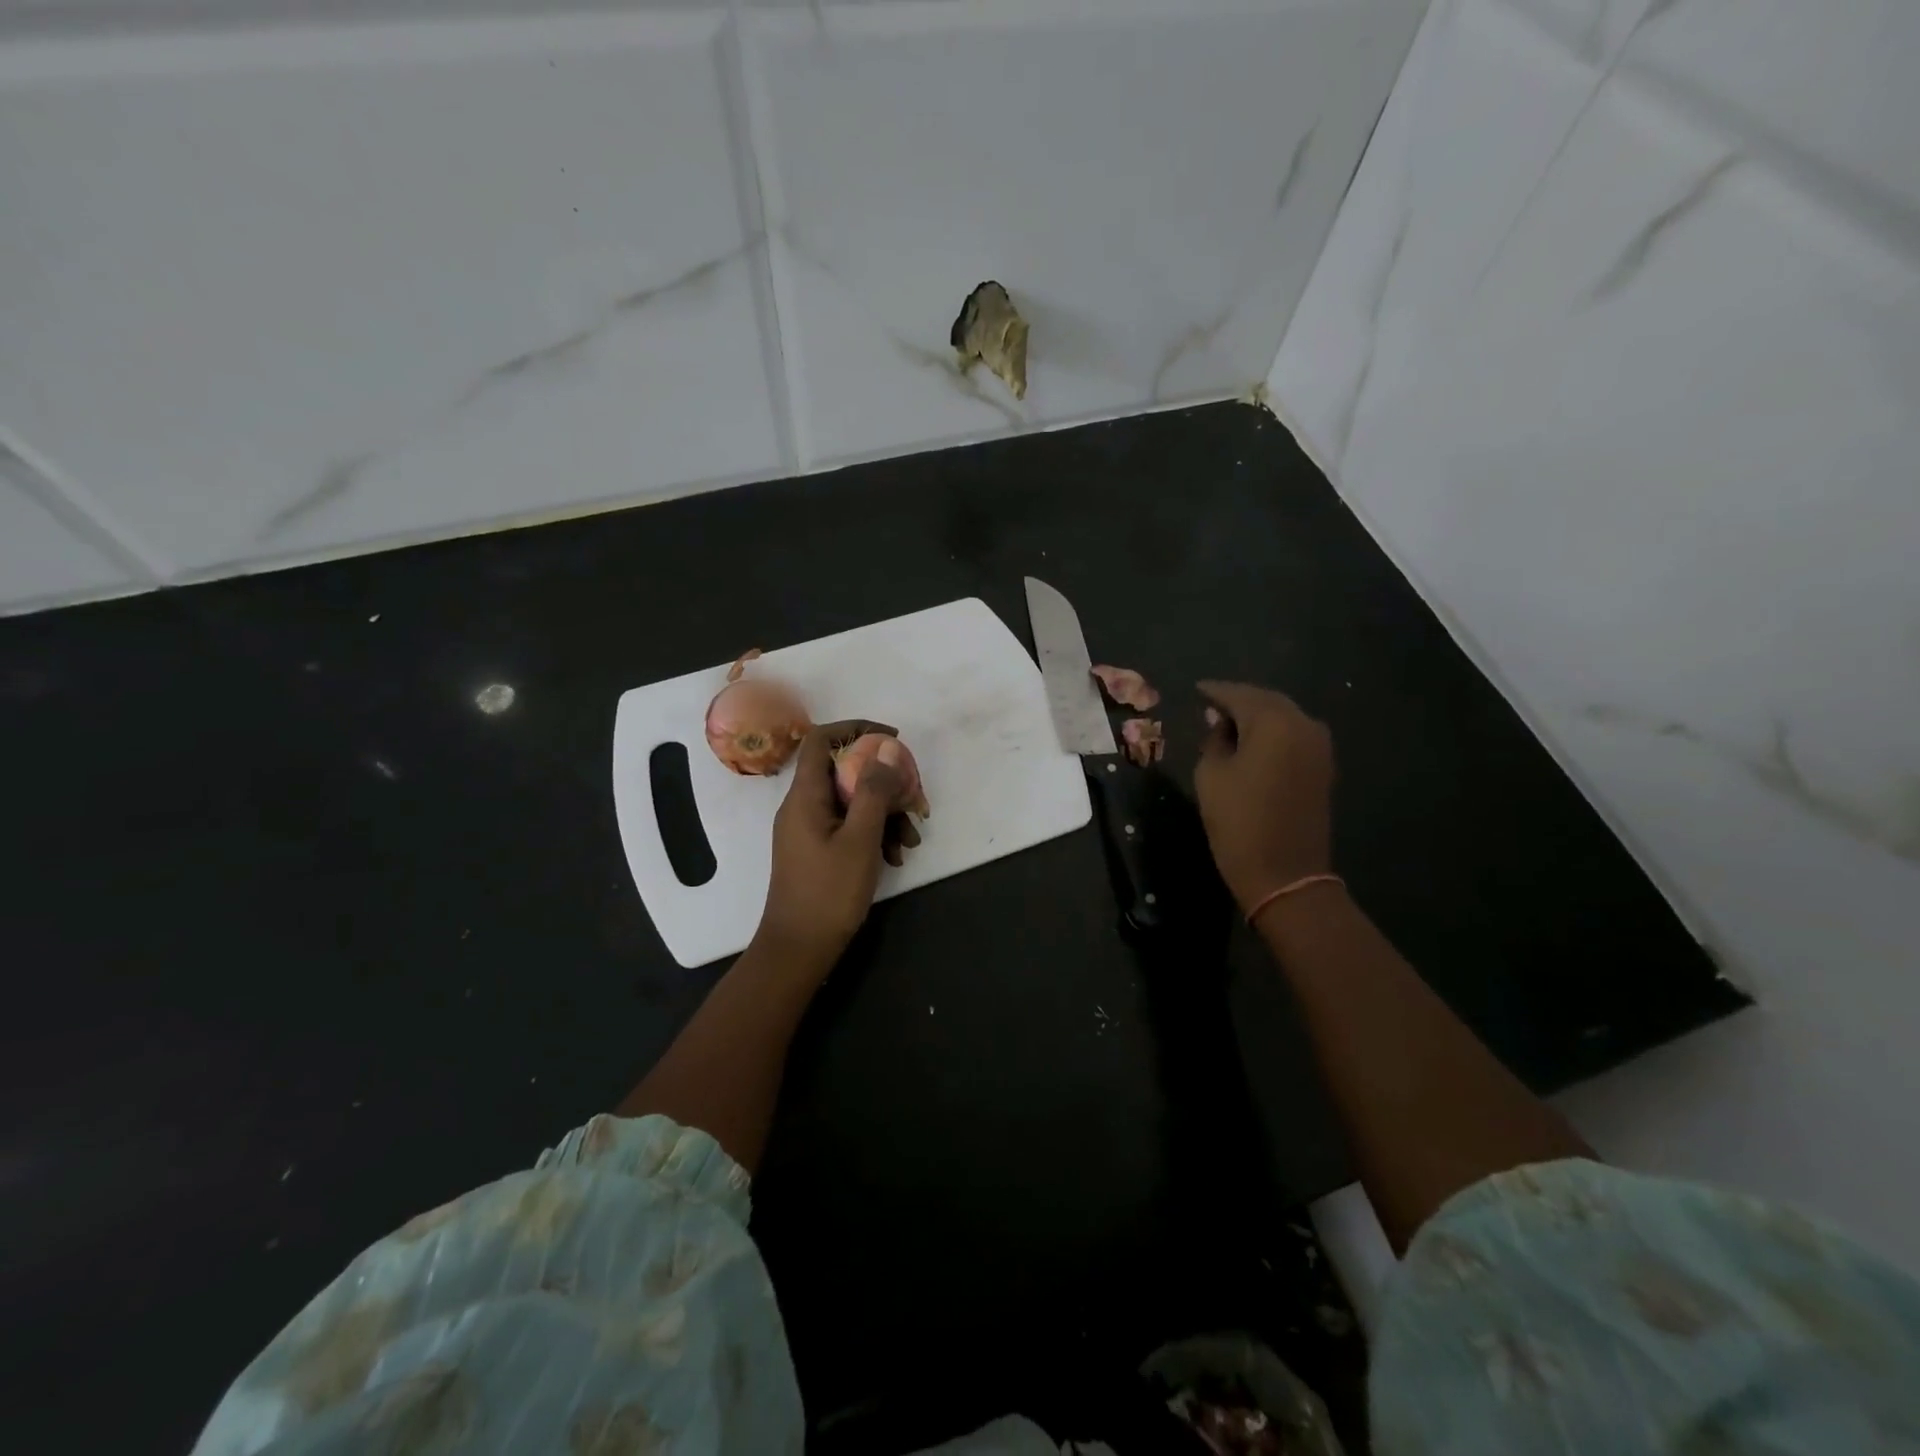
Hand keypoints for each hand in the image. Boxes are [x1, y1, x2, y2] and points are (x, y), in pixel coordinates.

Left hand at [756, 720, 911, 971]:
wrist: (798, 949)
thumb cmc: (828, 893)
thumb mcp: (860, 839)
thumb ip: (874, 790)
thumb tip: (887, 748)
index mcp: (805, 796)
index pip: (821, 739)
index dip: (856, 729)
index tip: (892, 740)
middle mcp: (804, 805)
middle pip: (845, 771)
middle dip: (885, 783)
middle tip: (914, 800)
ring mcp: (810, 829)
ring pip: (852, 802)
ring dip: (886, 813)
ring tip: (911, 842)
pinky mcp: (818, 849)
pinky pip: (849, 826)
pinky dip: (874, 834)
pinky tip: (896, 857)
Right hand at [1193, 681, 1334, 913]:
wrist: (1285, 874)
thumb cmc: (1239, 821)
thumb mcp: (1211, 775)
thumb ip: (1215, 740)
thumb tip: (1221, 724)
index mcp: (1274, 722)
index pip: (1238, 695)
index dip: (1214, 691)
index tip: (1196, 689)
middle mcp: (1303, 725)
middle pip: (1266, 701)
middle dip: (1238, 701)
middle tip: (1211, 704)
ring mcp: (1319, 747)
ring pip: (1282, 718)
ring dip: (1256, 717)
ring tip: (1228, 723)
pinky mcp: (1322, 768)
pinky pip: (1293, 736)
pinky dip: (1271, 733)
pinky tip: (1251, 742)